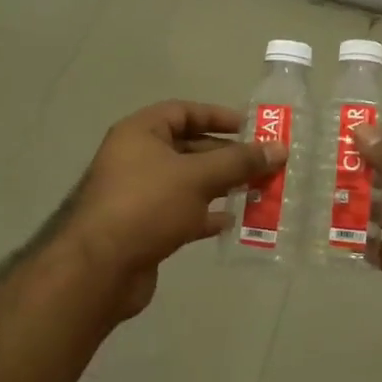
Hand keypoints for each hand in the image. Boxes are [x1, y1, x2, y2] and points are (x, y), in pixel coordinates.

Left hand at [60, 101, 283, 321]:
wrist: (101, 269)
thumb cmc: (148, 205)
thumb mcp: (198, 177)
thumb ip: (240, 161)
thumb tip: (280, 148)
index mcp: (141, 133)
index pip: (184, 112)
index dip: (217, 116)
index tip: (251, 128)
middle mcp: (137, 159)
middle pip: (190, 148)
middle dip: (227, 156)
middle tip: (264, 164)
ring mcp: (140, 195)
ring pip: (189, 183)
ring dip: (222, 186)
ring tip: (259, 191)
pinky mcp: (146, 227)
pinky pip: (183, 213)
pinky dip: (207, 215)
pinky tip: (234, 221)